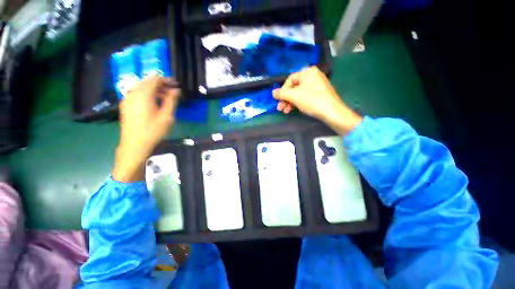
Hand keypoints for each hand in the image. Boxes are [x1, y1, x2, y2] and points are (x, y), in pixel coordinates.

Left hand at [113, 76, 180, 182]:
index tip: (176, 86)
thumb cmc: (153, 131)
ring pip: (142, 87)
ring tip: (165, 98)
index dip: (167, 80)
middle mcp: (133, 93)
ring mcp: (127, 98)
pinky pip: (137, 93)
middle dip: (161, 84)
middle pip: (148, 81)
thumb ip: (171, 101)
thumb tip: (176, 90)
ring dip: (155, 90)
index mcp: (143, 94)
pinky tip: (154, 103)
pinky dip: (147, 94)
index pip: (155, 79)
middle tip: (173, 93)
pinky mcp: (126, 104)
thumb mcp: (167, 116)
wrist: (135, 144)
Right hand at [273, 66, 361, 134]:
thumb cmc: (312, 100)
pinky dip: (298, 102)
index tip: (279, 101)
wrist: (332, 112)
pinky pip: (305, 96)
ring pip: (299, 93)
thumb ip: (282, 94)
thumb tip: (273, 92)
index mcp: (307, 72)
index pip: (289, 80)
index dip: (282, 91)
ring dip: (290, 102)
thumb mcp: (294, 96)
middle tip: (280, 108)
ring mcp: (317, 85)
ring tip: (285, 111)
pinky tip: (294, 109)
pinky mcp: (320, 93)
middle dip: (286, 99)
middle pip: (294, 87)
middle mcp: (313, 76)